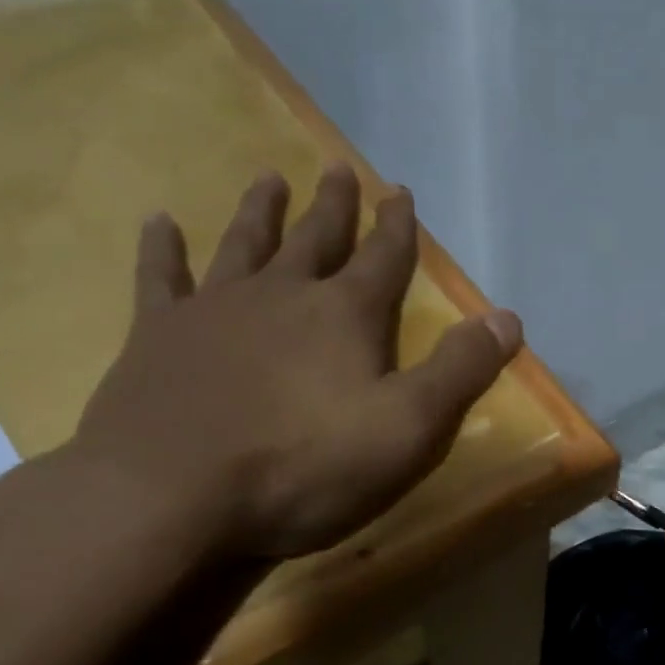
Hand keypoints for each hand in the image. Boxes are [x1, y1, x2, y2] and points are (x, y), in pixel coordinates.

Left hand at [70, 163, 521, 559]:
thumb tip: (507, 318)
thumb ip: (459, 371)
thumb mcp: (407, 428)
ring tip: (270, 179)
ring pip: (244, 245)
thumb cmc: (304, 466)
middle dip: (334, 206)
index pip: (383, 259)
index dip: (397, 227)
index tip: (400, 192)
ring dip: (261, 212)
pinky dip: (162, 249)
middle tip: (338, 168)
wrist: (170, 495)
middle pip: (315, 238)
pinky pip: (160, 278)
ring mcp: (214, 310)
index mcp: (345, 316)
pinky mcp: (157, 336)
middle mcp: (282, 296)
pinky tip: (159, 222)